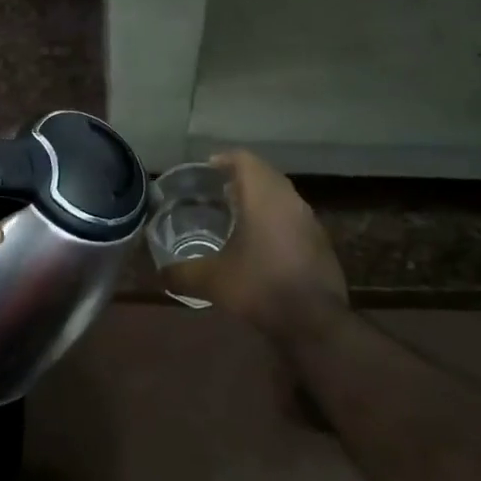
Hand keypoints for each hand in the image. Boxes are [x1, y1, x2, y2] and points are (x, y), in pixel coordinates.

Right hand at [162, 151, 345, 330]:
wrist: (314, 321)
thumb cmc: (260, 287)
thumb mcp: (212, 281)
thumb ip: (182, 274)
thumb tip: (160, 275)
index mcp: (263, 197)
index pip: (244, 160)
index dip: (224, 159)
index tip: (205, 170)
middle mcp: (289, 200)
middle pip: (264, 174)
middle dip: (240, 177)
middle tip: (215, 191)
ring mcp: (309, 220)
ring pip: (281, 195)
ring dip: (260, 198)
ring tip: (235, 214)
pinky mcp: (320, 241)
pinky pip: (293, 216)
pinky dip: (274, 218)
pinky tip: (260, 242)